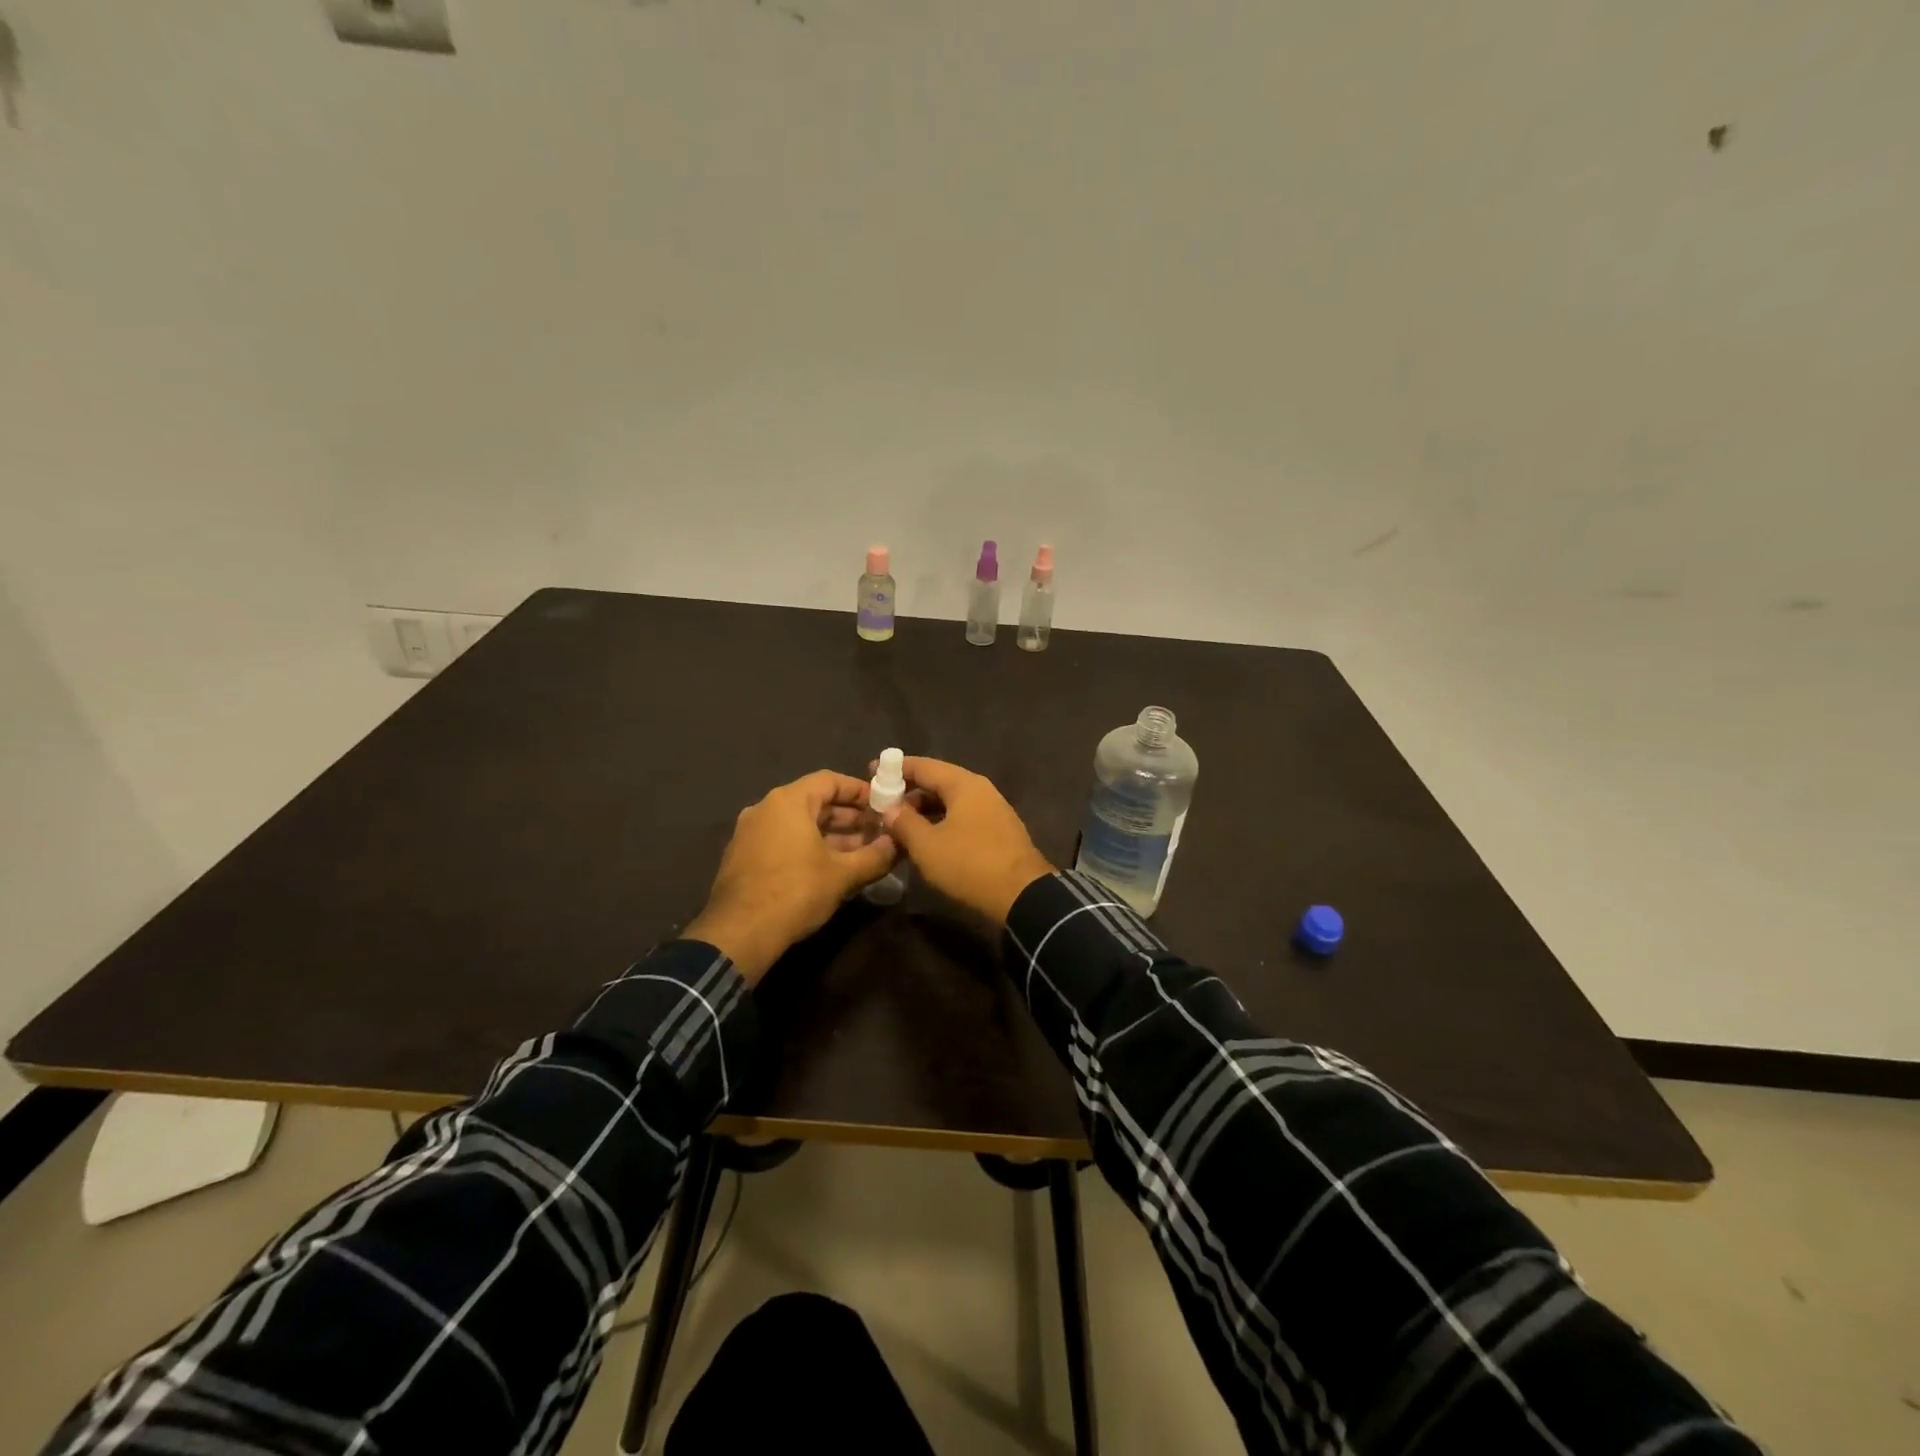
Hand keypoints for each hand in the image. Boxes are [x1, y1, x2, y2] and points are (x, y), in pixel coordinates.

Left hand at [685, 770, 898, 982]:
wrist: (738, 934)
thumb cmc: (795, 892)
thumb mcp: (843, 874)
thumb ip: (875, 855)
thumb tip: (899, 844)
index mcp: (788, 801)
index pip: (830, 780)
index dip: (859, 791)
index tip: (882, 805)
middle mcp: (765, 809)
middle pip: (814, 802)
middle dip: (848, 817)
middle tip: (877, 831)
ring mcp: (750, 833)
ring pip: (799, 824)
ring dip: (831, 835)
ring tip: (860, 853)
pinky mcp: (743, 857)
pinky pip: (782, 841)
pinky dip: (808, 847)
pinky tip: (829, 869)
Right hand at [879, 757, 1053, 924]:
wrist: (1022, 895)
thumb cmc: (969, 864)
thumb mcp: (927, 845)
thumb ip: (903, 822)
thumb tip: (889, 809)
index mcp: (963, 784)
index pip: (923, 766)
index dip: (895, 769)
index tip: (871, 772)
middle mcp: (981, 790)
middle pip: (938, 782)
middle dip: (909, 792)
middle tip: (882, 805)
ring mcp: (993, 810)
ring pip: (951, 802)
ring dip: (925, 811)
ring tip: (899, 825)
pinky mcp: (998, 831)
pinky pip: (963, 818)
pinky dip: (942, 822)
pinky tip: (927, 840)